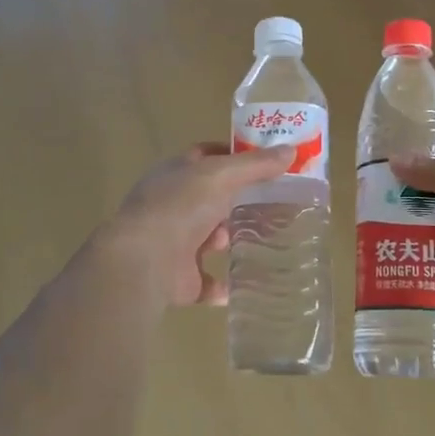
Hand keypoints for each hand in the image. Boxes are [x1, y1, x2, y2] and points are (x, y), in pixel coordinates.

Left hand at [99, 142, 294, 306]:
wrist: (144, 262)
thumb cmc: (179, 207)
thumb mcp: (221, 175)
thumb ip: (255, 165)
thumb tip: (290, 150)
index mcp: (174, 175)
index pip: (205, 157)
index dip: (233, 156)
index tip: (265, 161)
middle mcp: (171, 207)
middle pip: (210, 200)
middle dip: (238, 202)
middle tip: (276, 203)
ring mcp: (173, 245)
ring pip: (209, 240)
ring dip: (231, 241)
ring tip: (267, 241)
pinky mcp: (180, 280)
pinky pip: (209, 282)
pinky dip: (227, 285)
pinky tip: (252, 283)